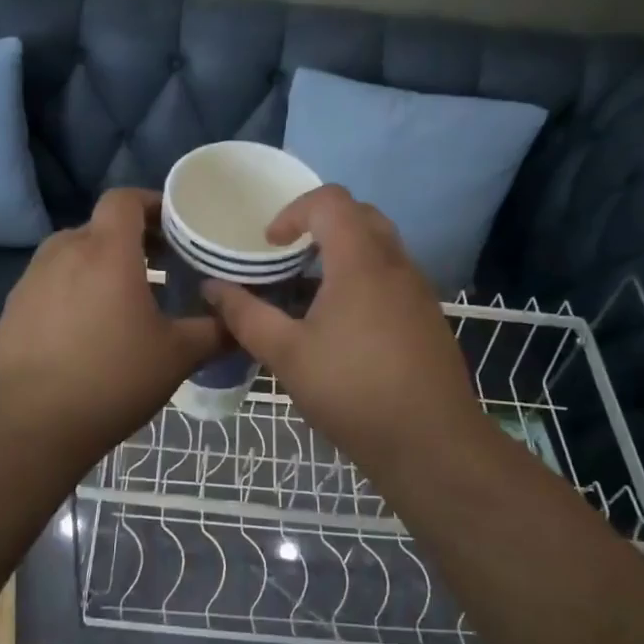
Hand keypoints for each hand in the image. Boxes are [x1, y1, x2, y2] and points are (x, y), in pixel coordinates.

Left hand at [0, 189, 225, 453]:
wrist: (31, 425)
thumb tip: (240, 320)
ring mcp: (32, 279)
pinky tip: (87, 328)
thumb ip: (215, 331)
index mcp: (106, 252)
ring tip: (125, 298)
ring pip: (73, 253)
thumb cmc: (112, 380)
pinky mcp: (13, 307)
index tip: (175, 227)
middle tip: (162, 266)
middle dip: (132, 239)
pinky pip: (51, 282)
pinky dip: (74, 288)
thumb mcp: (177, 356)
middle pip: (100, 226)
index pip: (124, 199)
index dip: (151, 203)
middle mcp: (64, 252)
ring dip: (101, 264)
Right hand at [203, 186, 485, 477]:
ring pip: (380, 246)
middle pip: (360, 215)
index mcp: (361, 262)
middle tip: (289, 256)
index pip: (331, 201)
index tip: (269, 244)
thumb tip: (212, 289)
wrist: (431, 442)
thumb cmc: (352, 391)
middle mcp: (396, 264)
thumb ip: (245, 316)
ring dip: (344, 251)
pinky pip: (393, 275)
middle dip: (320, 224)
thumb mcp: (287, 355)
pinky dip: (363, 277)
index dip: (294, 211)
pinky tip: (344, 324)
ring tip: (311, 290)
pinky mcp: (428, 317)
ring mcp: (419, 290)